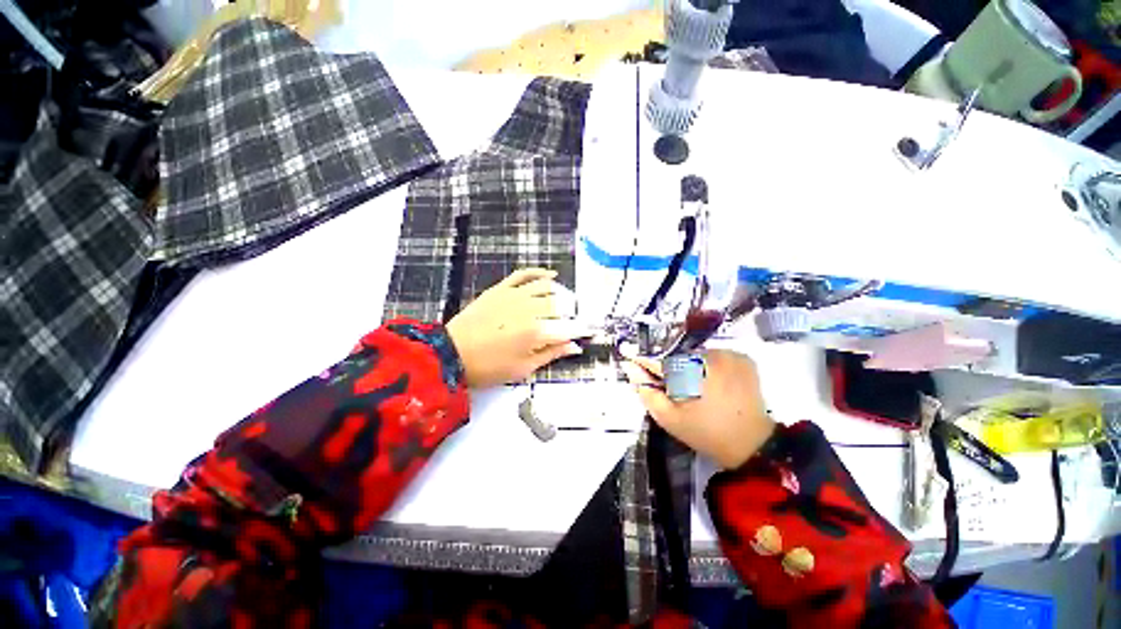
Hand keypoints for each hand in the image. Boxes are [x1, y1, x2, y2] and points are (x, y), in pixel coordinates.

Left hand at [446, 269, 588, 388]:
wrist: (451, 353)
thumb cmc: (489, 367)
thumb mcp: (523, 369)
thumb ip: (552, 354)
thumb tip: (575, 346)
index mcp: (536, 333)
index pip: (569, 327)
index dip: (583, 329)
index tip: (590, 331)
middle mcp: (529, 309)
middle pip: (561, 305)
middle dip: (572, 313)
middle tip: (573, 321)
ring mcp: (514, 295)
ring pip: (547, 287)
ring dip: (561, 293)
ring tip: (566, 302)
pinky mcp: (501, 289)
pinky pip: (524, 274)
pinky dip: (540, 272)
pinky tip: (551, 275)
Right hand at [621, 349, 774, 469]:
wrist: (752, 445)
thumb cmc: (706, 432)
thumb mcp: (669, 418)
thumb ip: (647, 392)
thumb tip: (630, 368)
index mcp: (690, 372)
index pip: (658, 360)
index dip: (645, 362)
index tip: (633, 360)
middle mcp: (710, 356)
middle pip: (678, 357)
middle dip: (672, 370)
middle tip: (676, 390)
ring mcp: (730, 355)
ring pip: (697, 355)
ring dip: (691, 367)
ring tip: (697, 389)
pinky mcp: (743, 358)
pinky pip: (716, 356)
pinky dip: (710, 366)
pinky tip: (713, 383)